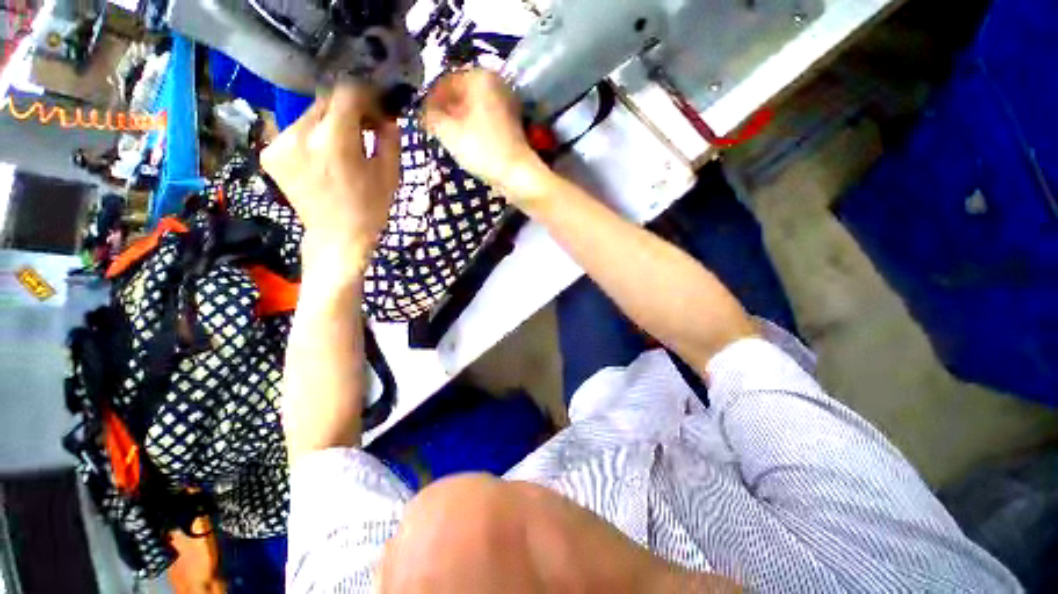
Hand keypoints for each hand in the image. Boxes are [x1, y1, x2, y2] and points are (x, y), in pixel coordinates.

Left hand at [261, 83, 399, 277]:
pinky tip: (323, 158)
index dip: (365, 97)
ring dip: (329, 124)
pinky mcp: (269, 153)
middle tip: (363, 130)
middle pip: (325, 101)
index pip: (346, 93)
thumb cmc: (370, 209)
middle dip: (348, 111)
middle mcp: (300, 134)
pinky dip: (312, 137)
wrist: (337, 237)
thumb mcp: (389, 175)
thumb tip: (387, 116)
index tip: (376, 111)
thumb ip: (389, 139)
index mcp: (334, 140)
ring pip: (309, 115)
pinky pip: (295, 130)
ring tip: (343, 148)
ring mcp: (279, 143)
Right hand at [424, 69, 551, 205]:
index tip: (422, 118)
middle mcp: (496, 82)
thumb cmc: (481, 148)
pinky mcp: (512, 122)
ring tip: (449, 136)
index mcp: (480, 76)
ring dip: (459, 119)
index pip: (445, 82)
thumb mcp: (448, 131)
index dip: (430, 100)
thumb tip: (424, 111)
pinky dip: (474, 126)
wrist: (516, 173)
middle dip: (446, 110)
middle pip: (461, 93)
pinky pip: (486, 118)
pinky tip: (467, 141)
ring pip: (474, 107)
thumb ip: (430, 116)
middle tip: (435, 128)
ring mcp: (507, 102)